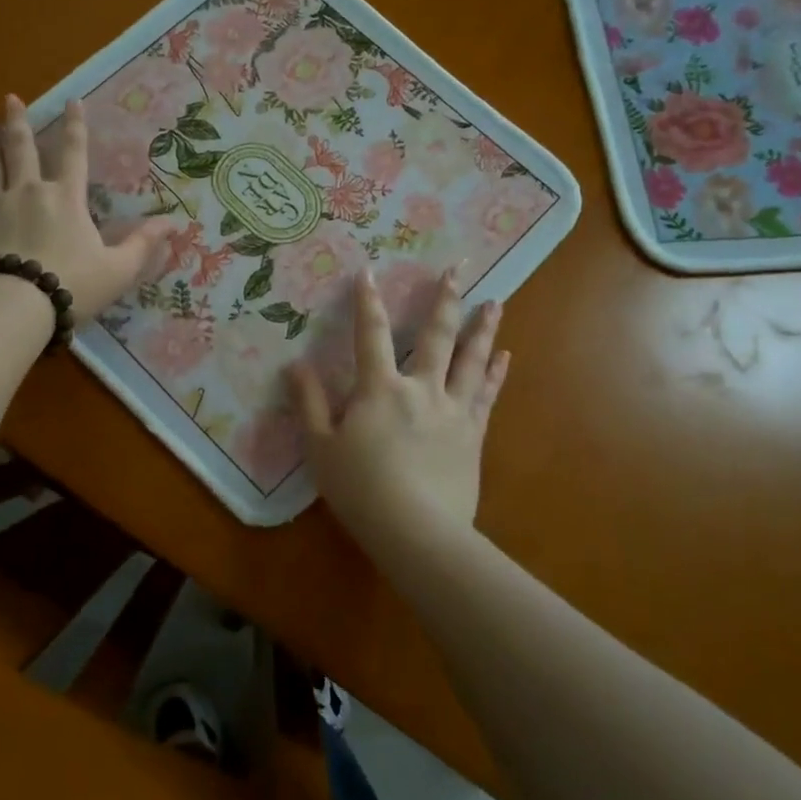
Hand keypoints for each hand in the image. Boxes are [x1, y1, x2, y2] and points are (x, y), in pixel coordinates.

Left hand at [0, 95, 174, 320]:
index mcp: (66, 199)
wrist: (13, 306)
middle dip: (19, 121)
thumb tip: (172, 222)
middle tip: (11, 98)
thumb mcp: (117, 270)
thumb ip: (142, 244)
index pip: (74, 154)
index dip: (76, 126)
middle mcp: (28, 191)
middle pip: (22, 148)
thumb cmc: (71, 286)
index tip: (73, 100)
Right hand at [290, 267, 509, 560]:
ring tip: (496, 302)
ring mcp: (453, 410)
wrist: (417, 531)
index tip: (369, 271)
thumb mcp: (320, 447)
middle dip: (446, 299)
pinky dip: (495, 373)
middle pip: (437, 336)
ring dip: (483, 329)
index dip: (368, 302)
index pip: (372, 335)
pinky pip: (487, 395)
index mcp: (380, 389)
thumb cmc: (360, 489)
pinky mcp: (473, 435)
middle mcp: (421, 388)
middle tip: (458, 268)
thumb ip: (309, 403)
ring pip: (471, 360)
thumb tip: (295, 364)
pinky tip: (505, 357)